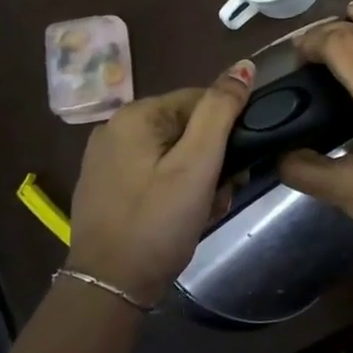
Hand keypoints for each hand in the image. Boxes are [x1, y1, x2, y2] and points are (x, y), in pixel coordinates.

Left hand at [67, 60, 254, 304]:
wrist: (109, 287)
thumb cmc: (159, 222)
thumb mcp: (198, 165)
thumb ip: (221, 111)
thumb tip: (244, 65)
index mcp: (136, 115)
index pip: (202, 100)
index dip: (228, 131)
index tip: (237, 167)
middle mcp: (116, 128)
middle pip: (188, 128)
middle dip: (213, 159)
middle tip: (221, 193)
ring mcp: (108, 159)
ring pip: (175, 153)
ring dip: (199, 177)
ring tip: (204, 209)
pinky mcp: (108, 185)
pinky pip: (156, 172)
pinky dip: (176, 189)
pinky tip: (183, 216)